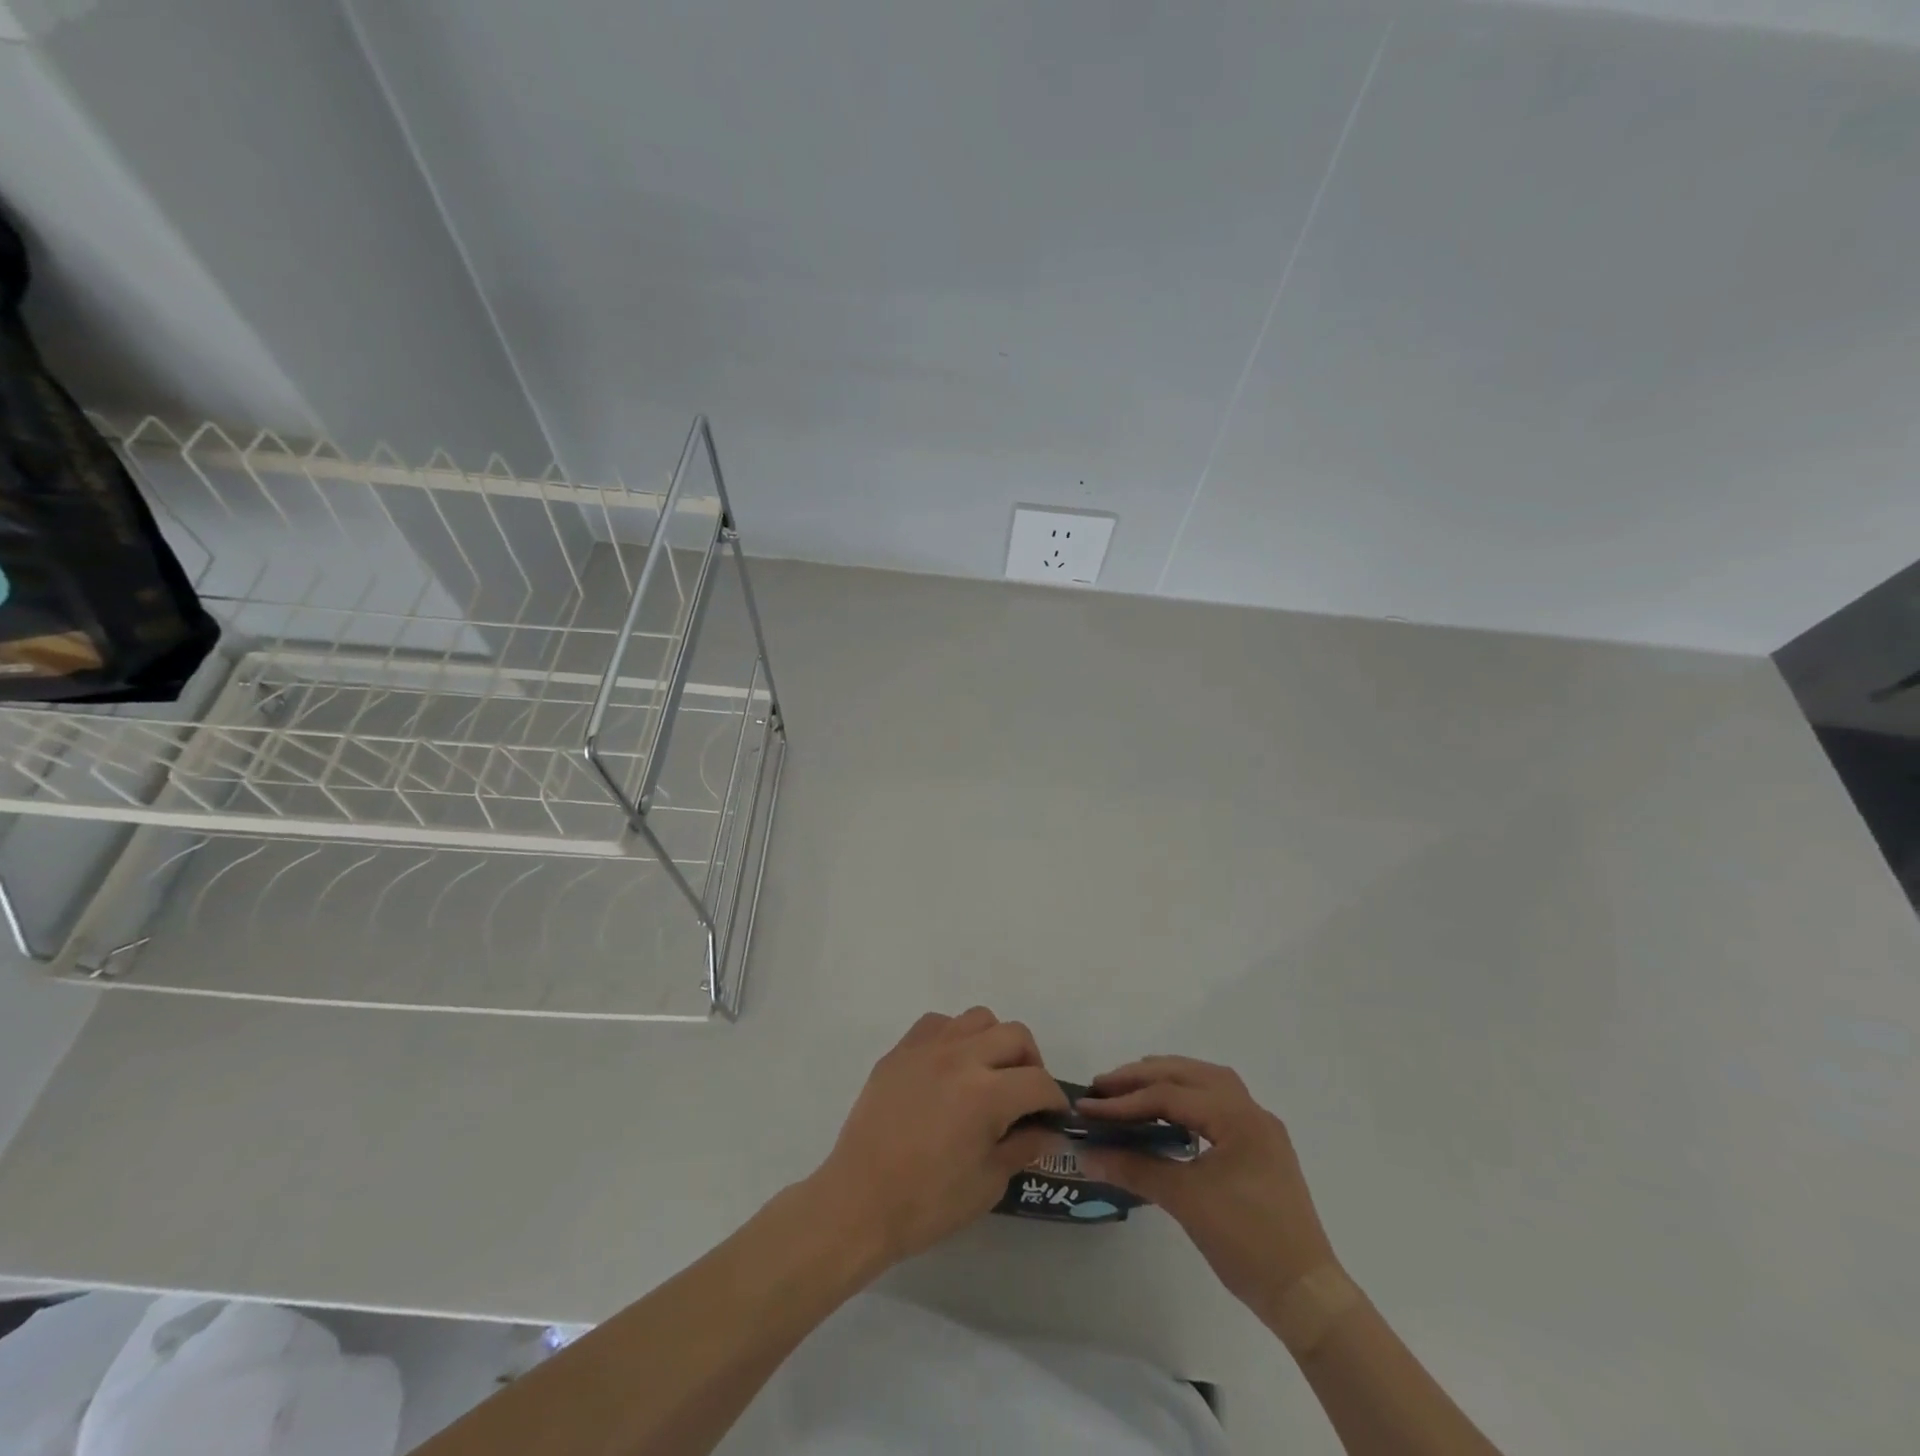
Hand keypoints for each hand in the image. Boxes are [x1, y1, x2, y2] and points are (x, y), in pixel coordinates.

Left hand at [808, 1008, 1069, 1268]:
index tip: (1053, 1117)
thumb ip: (1022, 1147)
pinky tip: (950, 1067)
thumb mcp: (987, 1183)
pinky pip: (938, 1023)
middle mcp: (961, 1058)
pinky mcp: (901, 1050)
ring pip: (978, 1019)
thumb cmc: (927, 1203)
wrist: (859, 1201)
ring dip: (994, 1042)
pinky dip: (955, 1037)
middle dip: (1031, 1063)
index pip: (1039, 1082)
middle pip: (1015, 1036)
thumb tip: (1048, 1129)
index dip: (1054, 1100)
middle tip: (1025, 1094)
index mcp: (987, 1094)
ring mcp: (927, 1047)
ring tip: (988, 1074)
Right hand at [1076, 1057, 1337, 1318]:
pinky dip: (1188, 1096)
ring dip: (1168, 1079)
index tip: (1088, 1106)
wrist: (1306, 1295)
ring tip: (1132, 1087)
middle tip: (1104, 1085)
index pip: (1170, 1095)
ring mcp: (1259, 1128)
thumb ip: (1135, 1169)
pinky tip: (1169, 1111)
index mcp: (1237, 1116)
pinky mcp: (1260, 1147)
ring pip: (1207, 1082)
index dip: (1124, 1100)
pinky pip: (1218, 1102)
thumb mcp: (1186, 1201)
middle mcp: (1251, 1110)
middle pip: (1189, 1075)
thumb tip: (1087, 1154)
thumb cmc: (1247, 1243)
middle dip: (1143, 1077)